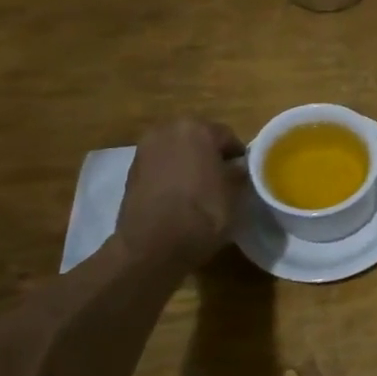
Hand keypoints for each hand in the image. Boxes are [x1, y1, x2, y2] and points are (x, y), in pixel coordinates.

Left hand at [114, 119, 247, 268]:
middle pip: (199, 139)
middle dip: (211, 156)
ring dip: (189, 165)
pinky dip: (171, 176)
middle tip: (222, 181)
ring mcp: (145, 150)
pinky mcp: (131, 171)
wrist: (151, 246)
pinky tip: (179, 198)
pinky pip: (161, 167)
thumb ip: (239, 172)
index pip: (228, 137)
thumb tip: (239, 166)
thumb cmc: (202, 213)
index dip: (238, 157)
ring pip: (178, 152)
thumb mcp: (235, 194)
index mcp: (198, 129)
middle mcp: (168, 130)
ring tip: (199, 191)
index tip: (245, 176)